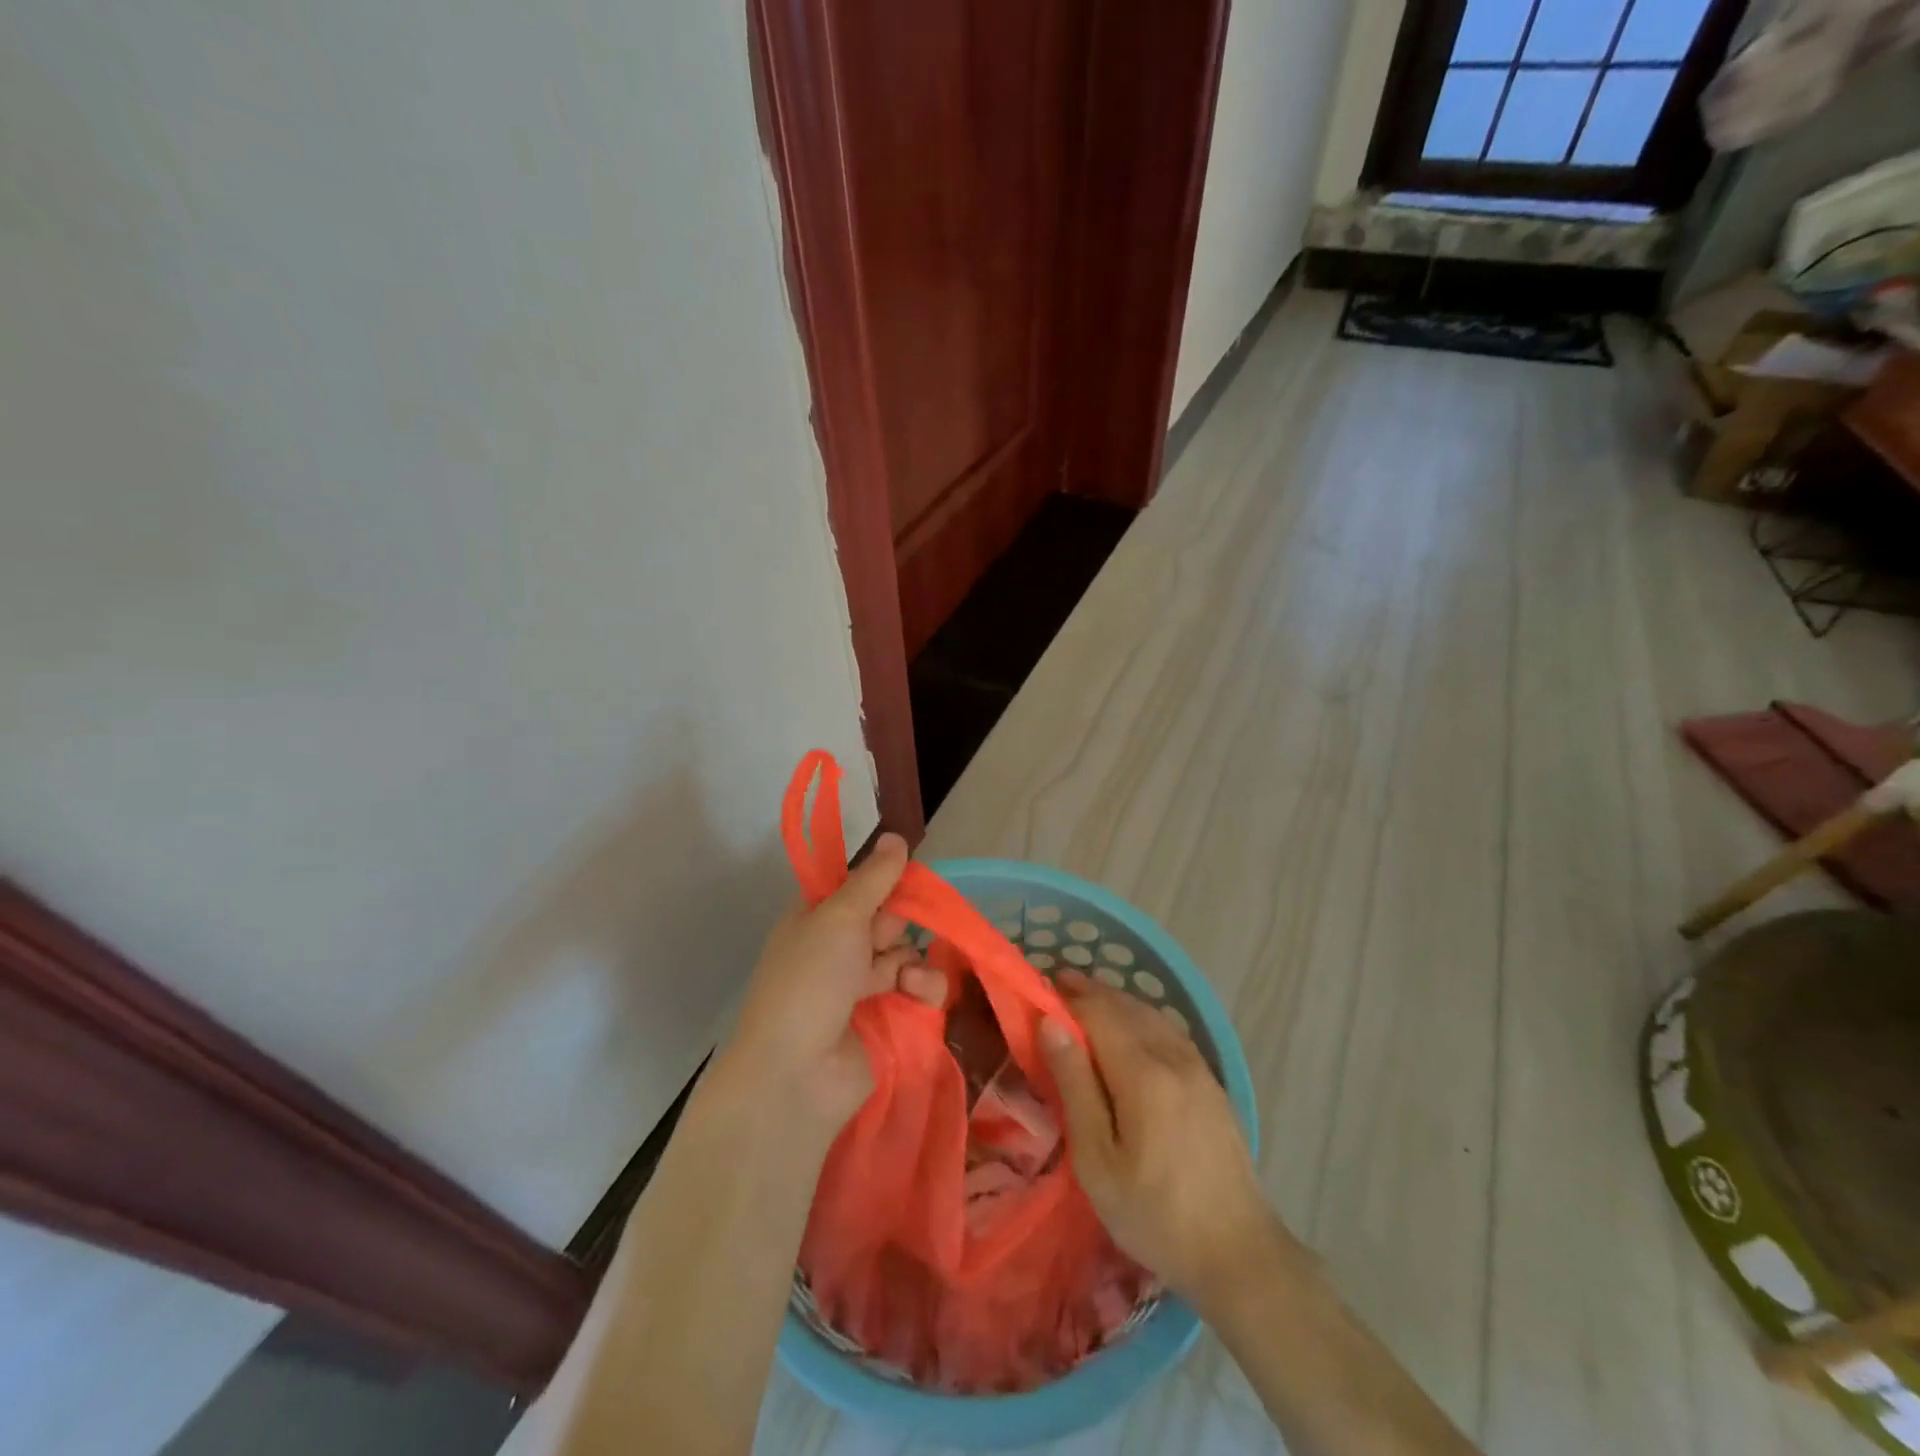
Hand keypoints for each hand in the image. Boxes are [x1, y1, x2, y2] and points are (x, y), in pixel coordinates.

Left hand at [724, 833, 945, 1133]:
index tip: (905, 880)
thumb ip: (874, 878)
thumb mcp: (839, 917)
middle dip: (898, 925)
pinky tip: (915, 995)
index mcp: (818, 920)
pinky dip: (923, 989)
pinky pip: (919, 990)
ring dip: (912, 961)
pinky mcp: (889, 1019)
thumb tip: (896, 835)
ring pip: (908, 954)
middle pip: (889, 920)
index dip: (883, 884)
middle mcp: (840, 950)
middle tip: (885, 939)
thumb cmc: (809, 981)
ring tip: (904, 979)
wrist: (796, 1074)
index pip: (860, 889)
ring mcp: (863, 987)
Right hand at [1040, 970, 1278, 1309]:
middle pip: (1126, 1006)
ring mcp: (1198, 1068)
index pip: (1098, 1013)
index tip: (1039, 990)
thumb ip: (1074, 1085)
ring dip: (1116, 1001)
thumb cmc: (1155, 1214)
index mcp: (1143, 1073)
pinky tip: (1132, 1028)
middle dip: (1090, 993)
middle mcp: (1173, 1057)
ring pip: (1151, 1015)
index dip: (1067, 998)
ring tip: (1087, 1001)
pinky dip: (1142, 1018)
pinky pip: (1169, 1032)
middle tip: (1057, 986)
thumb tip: (1050, 1023)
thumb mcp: (1098, 1159)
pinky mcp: (1212, 1083)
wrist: (1240, 1254)